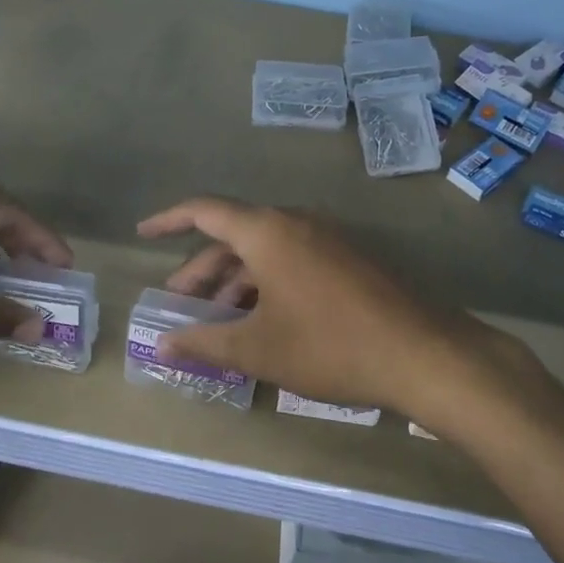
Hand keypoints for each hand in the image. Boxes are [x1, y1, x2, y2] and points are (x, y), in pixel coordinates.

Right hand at [137, 196, 517, 419]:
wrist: (420, 352)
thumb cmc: (329, 345)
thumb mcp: (259, 348)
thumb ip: (205, 342)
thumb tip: (162, 345)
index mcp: (267, 230)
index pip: (205, 211)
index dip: (169, 220)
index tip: (143, 232)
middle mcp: (294, 221)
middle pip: (234, 235)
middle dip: (201, 269)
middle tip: (178, 306)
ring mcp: (325, 237)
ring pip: (264, 250)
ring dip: (235, 281)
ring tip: (218, 323)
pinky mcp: (346, 257)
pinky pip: (291, 259)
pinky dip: (266, 282)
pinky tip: (262, 320)